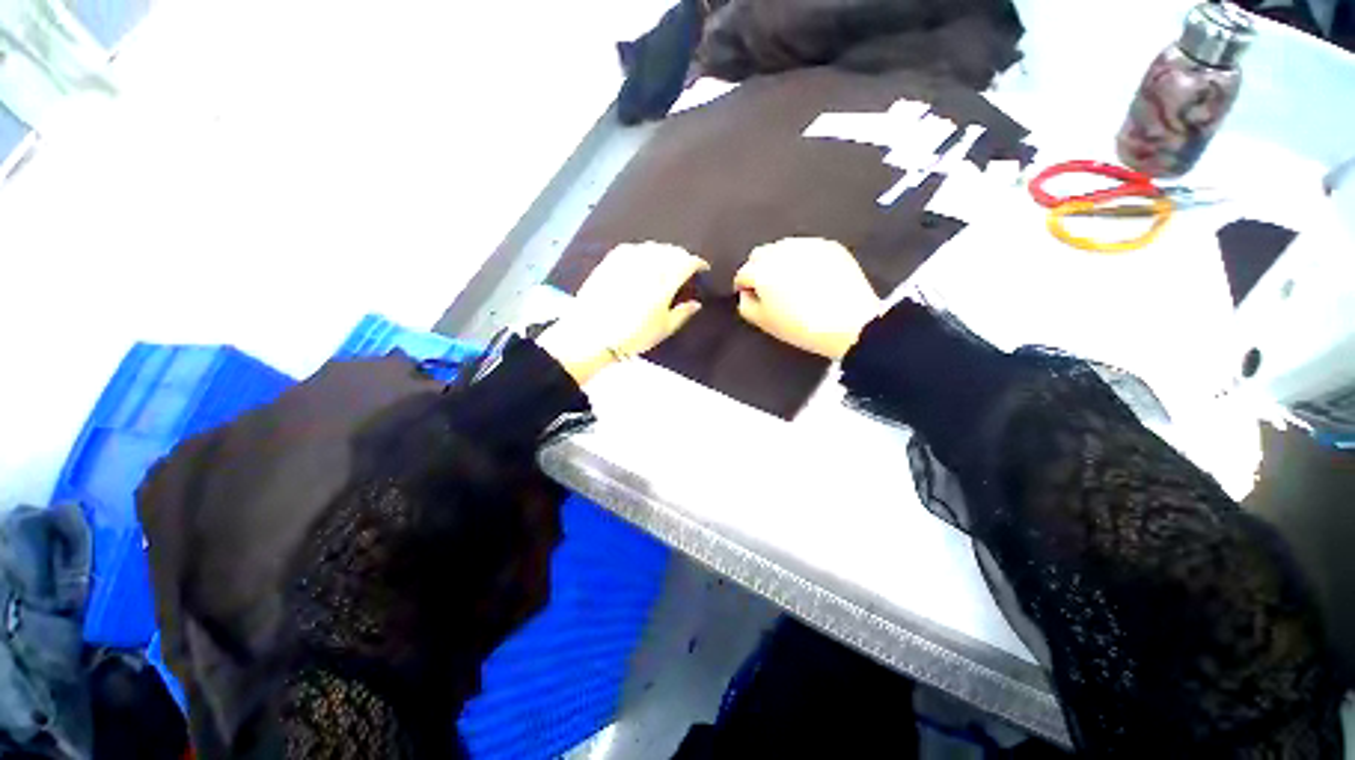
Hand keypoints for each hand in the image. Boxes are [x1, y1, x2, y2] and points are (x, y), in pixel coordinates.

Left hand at [539, 242, 708, 383]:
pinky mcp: (610, 261)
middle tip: (685, 266)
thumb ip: (682, 313)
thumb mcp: (663, 329)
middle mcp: (648, 265)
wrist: (592, 334)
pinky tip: (642, 259)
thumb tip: (696, 303)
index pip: (687, 262)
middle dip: (682, 256)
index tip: (703, 268)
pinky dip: (643, 251)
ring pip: (652, 247)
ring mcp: (628, 261)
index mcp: (665, 281)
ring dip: (664, 252)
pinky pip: (632, 248)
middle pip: (671, 251)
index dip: (698, 262)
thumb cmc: (633, 335)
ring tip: (665, 262)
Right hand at [734, 237, 881, 359]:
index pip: (743, 273)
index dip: (744, 287)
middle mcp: (781, 251)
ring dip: (780, 261)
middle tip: (770, 289)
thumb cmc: (802, 327)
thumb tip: (746, 293)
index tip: (752, 297)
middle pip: (760, 254)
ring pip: (783, 248)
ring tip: (791, 282)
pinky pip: (807, 248)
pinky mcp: (828, 246)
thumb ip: (745, 305)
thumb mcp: (764, 323)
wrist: (849, 324)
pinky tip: (811, 277)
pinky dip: (803, 259)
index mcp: (762, 270)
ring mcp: (806, 245)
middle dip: (760, 269)